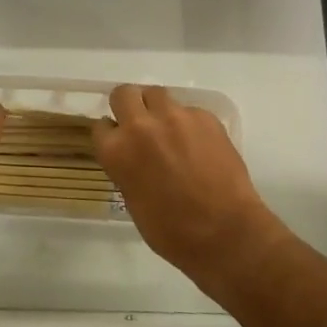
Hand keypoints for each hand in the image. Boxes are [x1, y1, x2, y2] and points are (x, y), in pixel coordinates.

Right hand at [93, 85, 282, 294]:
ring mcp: (175, 116)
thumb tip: (132, 158)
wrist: (226, 233)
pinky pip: (188, 110)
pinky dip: (188, 123)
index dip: (111, 134)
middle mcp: (141, 125)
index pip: (101, 126)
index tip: (120, 142)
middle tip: (140, 125)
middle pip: (124, 94)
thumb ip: (127, 169)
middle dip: (128, 106)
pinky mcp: (205, 116)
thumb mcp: (133, 201)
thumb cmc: (173, 231)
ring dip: (157, 109)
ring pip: (157, 94)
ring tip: (170, 131)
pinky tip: (200, 146)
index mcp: (117, 150)